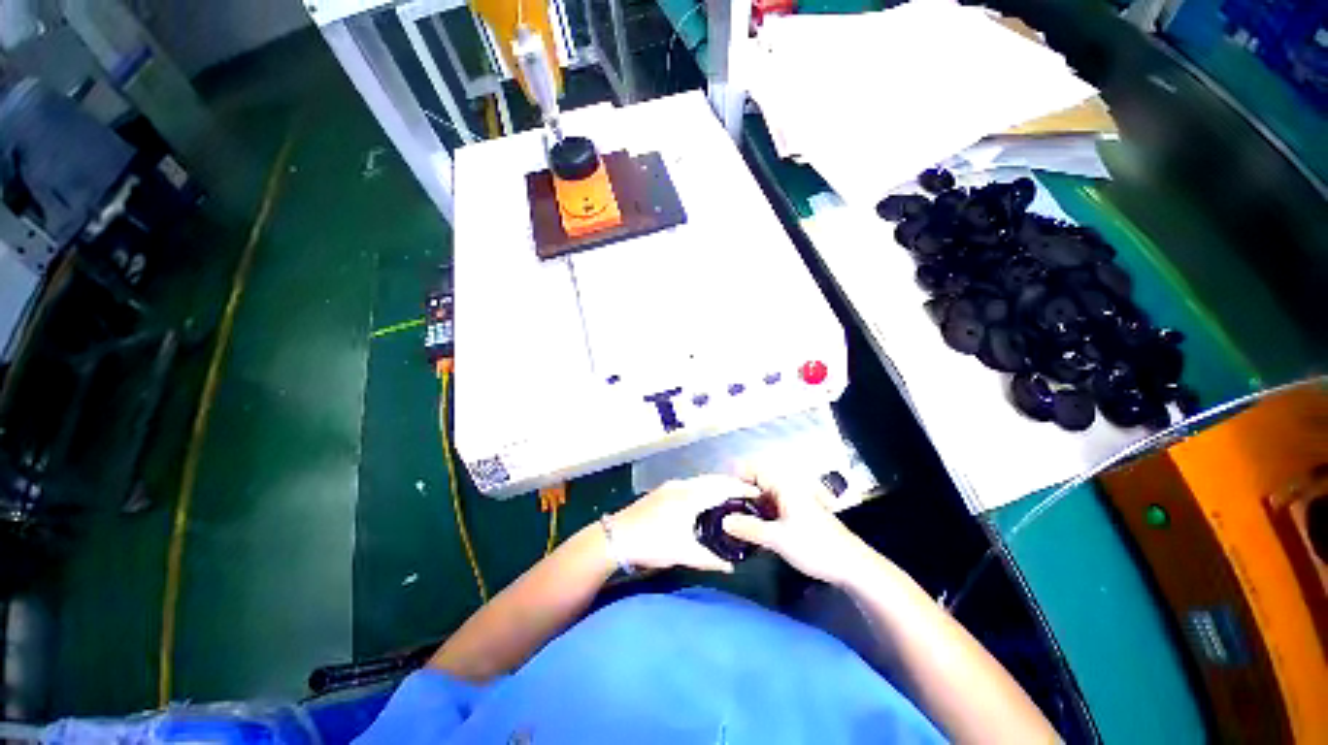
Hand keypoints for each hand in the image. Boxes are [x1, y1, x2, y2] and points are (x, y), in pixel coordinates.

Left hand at [611, 475, 760, 572]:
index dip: (741, 488)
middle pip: (712, 479)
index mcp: (691, 497)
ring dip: (717, 484)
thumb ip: (709, 559)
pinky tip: (705, 499)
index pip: (722, 487)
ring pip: (701, 480)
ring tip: (730, 496)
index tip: (757, 492)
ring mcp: (671, 486)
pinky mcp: (663, 491)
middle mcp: (683, 485)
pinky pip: (691, 484)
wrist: (616, 536)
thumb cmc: (652, 543)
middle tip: (748, 494)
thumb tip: (731, 567)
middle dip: (731, 483)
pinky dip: (704, 487)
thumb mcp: (683, 553)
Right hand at [721, 470, 868, 584]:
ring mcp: (792, 502)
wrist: (851, 565)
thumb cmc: (815, 546)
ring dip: (748, 507)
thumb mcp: (777, 539)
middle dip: (738, 493)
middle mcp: (786, 489)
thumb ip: (749, 529)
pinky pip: (770, 509)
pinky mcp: (796, 516)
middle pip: (756, 483)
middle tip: (720, 508)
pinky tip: (749, 530)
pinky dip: (758, 516)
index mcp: (783, 485)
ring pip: (762, 498)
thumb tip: (723, 522)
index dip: (735, 475)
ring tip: (729, 520)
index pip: (753, 469)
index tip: (717, 490)